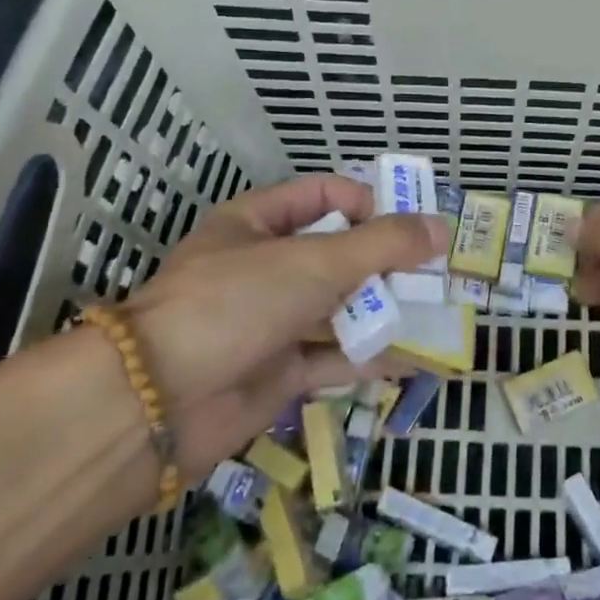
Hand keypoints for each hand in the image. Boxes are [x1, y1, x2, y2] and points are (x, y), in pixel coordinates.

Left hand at [120, 174, 445, 476]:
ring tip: (437, 309)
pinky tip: (416, 357)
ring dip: (383, 308)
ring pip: (339, 307)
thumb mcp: (314, 261)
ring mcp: (271, 320)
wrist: (159, 402)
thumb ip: (382, 244)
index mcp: (257, 223)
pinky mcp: (279, 371)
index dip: (368, 203)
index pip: (323, 196)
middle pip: (337, 253)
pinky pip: (334, 356)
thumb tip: (440, 227)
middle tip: (436, 270)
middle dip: (386, 261)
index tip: (411, 223)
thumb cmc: (236, 302)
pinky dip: (371, 356)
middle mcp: (265, 267)